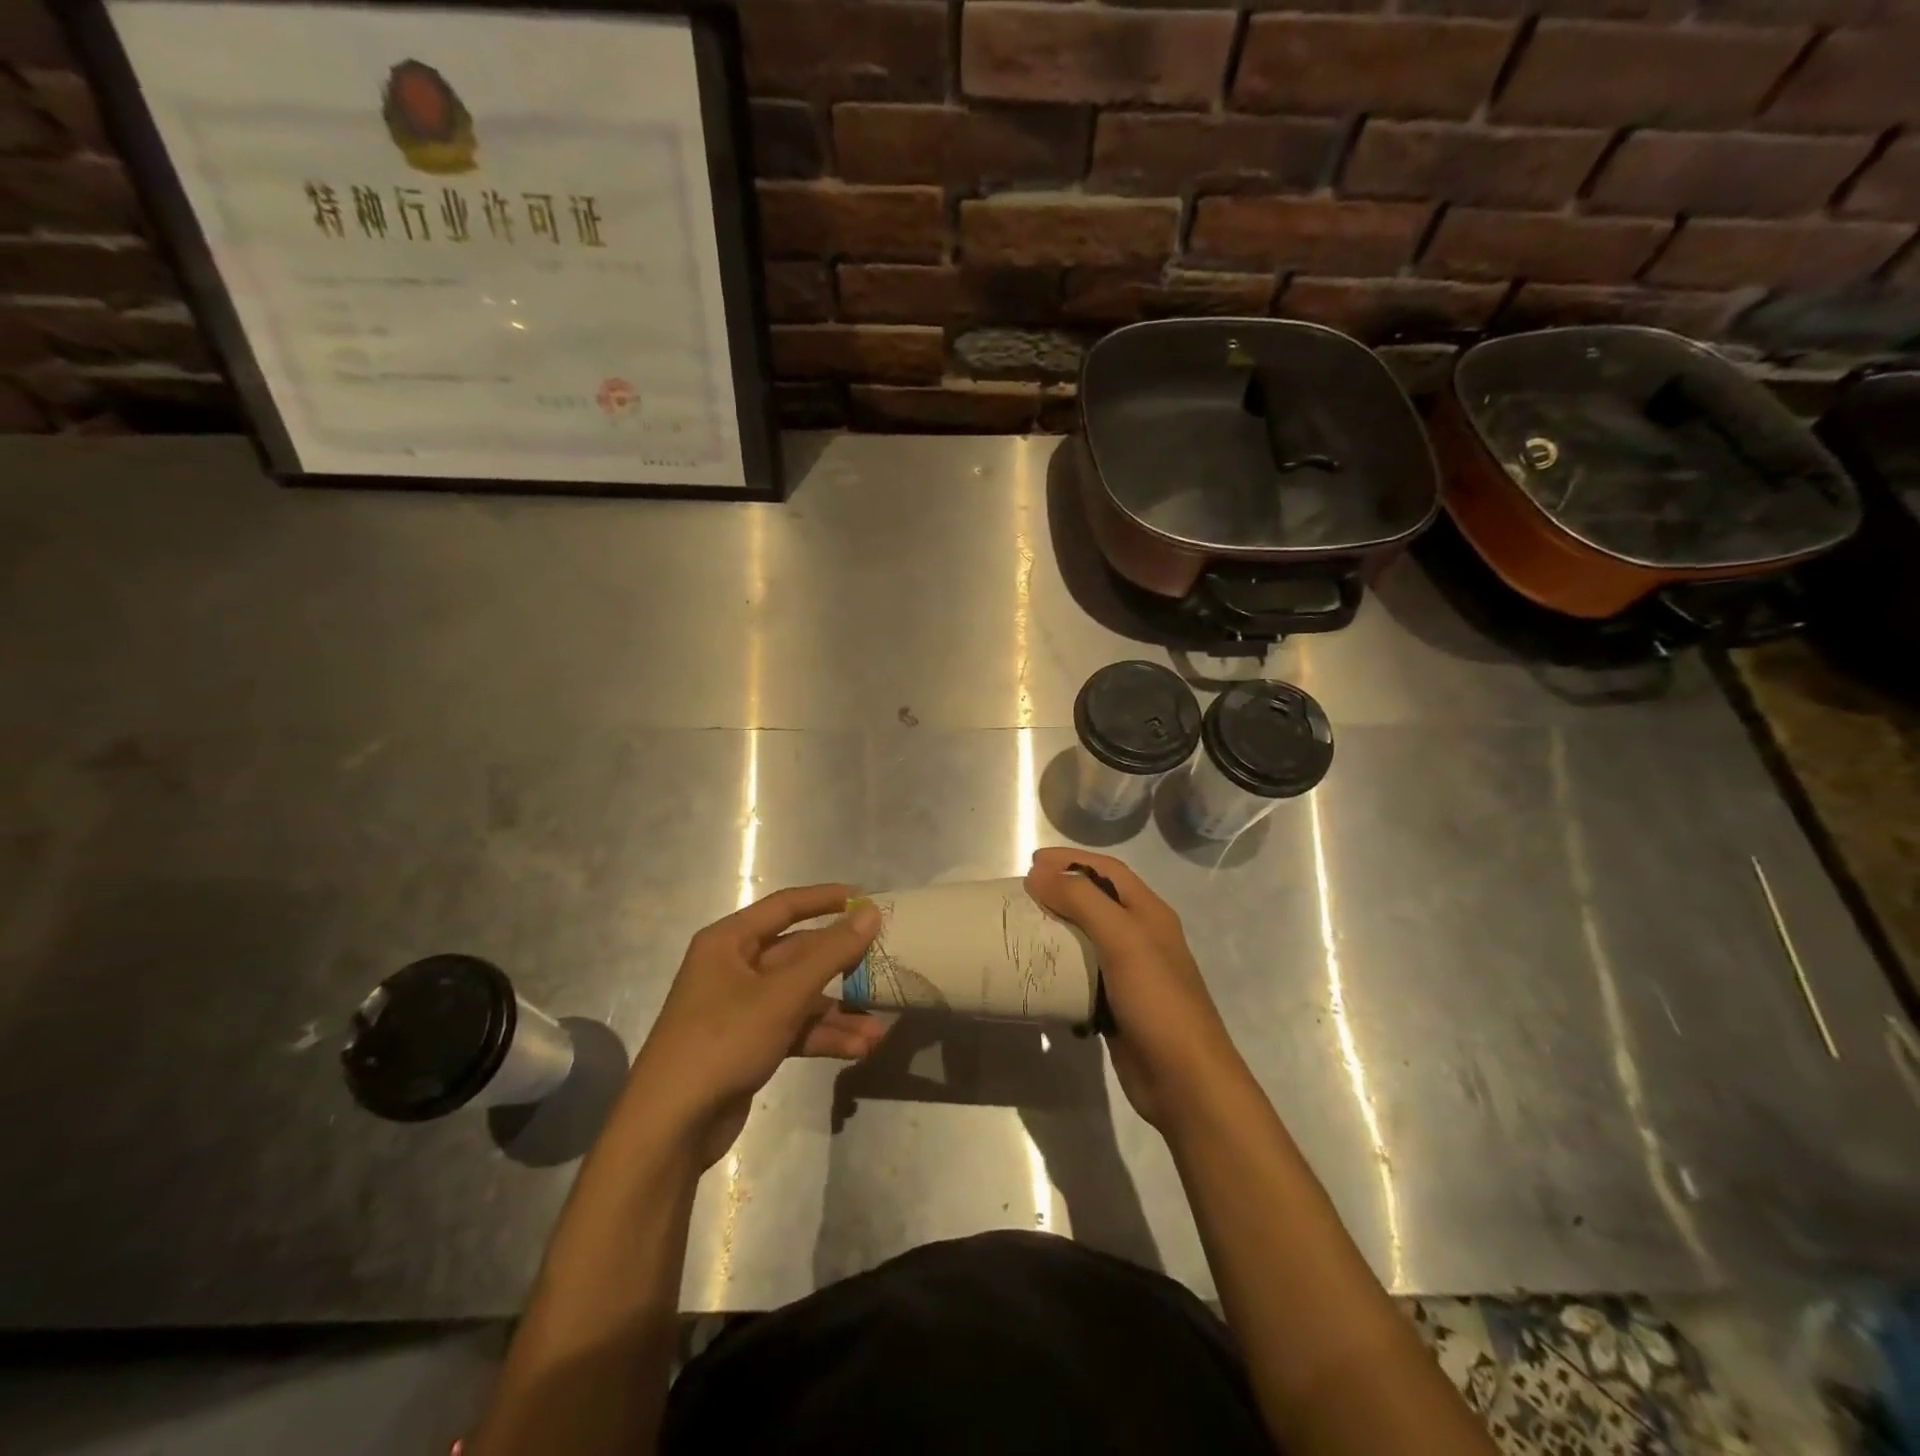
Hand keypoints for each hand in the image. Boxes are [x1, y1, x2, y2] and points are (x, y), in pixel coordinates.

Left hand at [626, 885, 885, 1168]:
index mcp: (729, 941)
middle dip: (842, 966)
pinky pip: (795, 1027)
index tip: (868, 900)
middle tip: (885, 964)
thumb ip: (830, 953)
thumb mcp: (782, 995)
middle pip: (799, 953)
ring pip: (801, 996)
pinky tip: (859, 1049)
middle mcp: (735, 967)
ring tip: (878, 1030)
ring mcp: (743, 1007)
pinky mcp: (750, 1043)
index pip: (785, 906)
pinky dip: (824, 1036)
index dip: (827, 899)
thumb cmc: (722, 1041)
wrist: (670, 1127)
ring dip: (839, 1012)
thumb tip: (870, 914)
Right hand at [1025, 848, 1247, 1132]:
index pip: (1107, 870)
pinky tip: (1038, 971)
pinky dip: (1060, 965)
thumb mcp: (1123, 939)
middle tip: (1021, 895)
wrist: (1185, 1081)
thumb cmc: (1157, 1001)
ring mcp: (1130, 972)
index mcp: (1149, 913)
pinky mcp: (1116, 1004)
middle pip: (1096, 900)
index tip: (1031, 862)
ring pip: (1087, 937)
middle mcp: (1141, 936)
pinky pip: (1083, 973)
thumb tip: (1038, 873)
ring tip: (1022, 928)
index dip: (1071, 860)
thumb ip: (1082, 900)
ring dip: (1057, 928)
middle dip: (1060, 890)